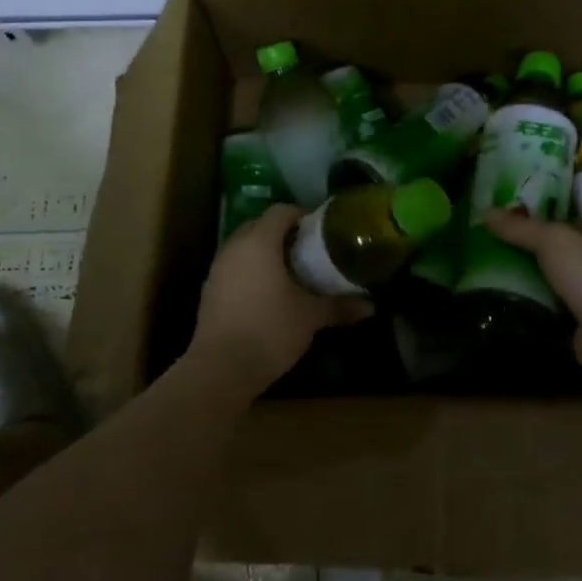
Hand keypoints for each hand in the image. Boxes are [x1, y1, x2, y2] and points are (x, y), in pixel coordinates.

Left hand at [187, 204, 372, 393]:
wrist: (220, 369)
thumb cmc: (270, 330)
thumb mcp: (310, 317)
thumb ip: (340, 306)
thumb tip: (372, 306)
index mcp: (259, 242)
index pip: (281, 211)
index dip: (302, 215)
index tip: (322, 230)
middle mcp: (234, 247)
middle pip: (259, 225)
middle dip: (283, 232)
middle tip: (309, 249)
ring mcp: (217, 269)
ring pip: (244, 247)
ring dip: (265, 252)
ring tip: (291, 271)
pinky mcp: (209, 291)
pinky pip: (234, 267)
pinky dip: (251, 270)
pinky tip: (269, 293)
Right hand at [484, 209, 581, 379]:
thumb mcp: (553, 241)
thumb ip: (520, 228)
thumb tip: (485, 211)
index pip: (558, 221)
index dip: (530, 218)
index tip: (496, 220)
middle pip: (550, 253)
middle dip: (520, 251)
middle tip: (480, 248)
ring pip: (545, 283)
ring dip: (520, 282)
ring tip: (480, 276)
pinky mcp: (575, 326)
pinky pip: (544, 312)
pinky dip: (526, 310)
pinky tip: (497, 306)